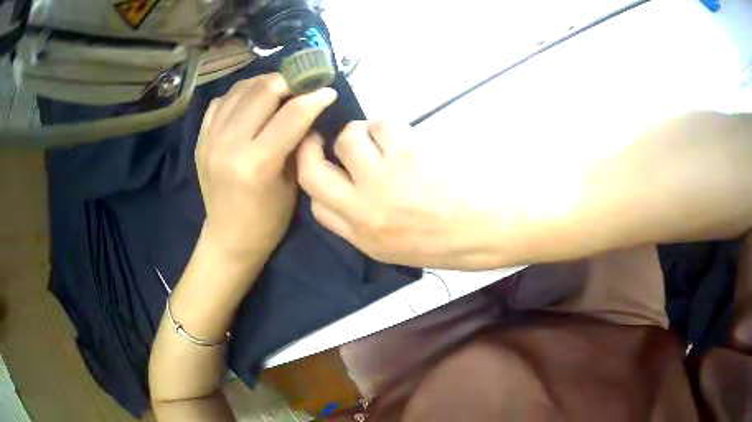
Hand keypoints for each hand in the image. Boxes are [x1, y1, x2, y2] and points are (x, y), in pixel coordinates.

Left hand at [196, 73, 336, 256]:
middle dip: (289, 80)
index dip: (314, 97)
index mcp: (257, 164)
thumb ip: (299, 144)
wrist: (229, 237)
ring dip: (265, 82)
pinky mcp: (201, 138)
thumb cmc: (268, 219)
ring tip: (281, 87)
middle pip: (263, 91)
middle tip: (304, 83)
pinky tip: (252, 100)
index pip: (291, 115)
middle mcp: (229, 145)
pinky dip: (240, 94)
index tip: (327, 90)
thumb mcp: (293, 184)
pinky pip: (222, 101)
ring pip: (240, 90)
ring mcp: (211, 140)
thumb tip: (309, 111)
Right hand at [296, 121, 529, 269]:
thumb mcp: (400, 250)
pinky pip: (381, 123)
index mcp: (365, 239)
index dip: (319, 182)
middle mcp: (364, 210)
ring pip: (348, 139)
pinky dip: (390, 126)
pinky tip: (409, 138)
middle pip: (312, 171)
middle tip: (320, 136)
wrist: (495, 228)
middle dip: (310, 149)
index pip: (317, 207)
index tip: (327, 167)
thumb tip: (350, 191)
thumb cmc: (455, 241)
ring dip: (363, 133)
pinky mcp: (406, 152)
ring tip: (386, 140)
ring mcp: (383, 180)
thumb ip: (367, 224)